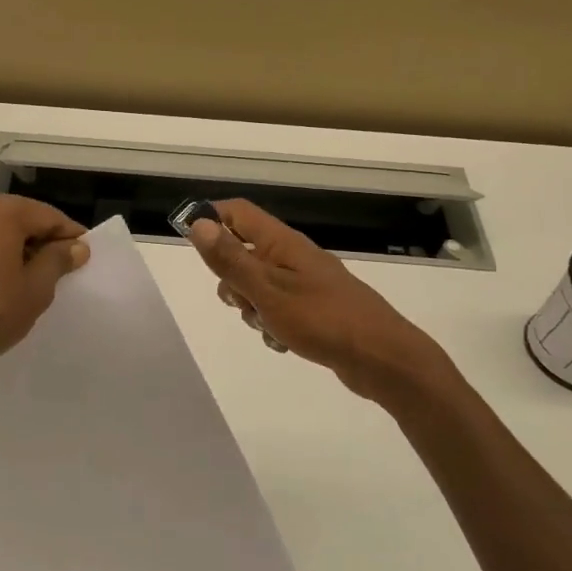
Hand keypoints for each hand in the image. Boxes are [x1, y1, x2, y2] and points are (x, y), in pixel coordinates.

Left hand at [0, 196, 89, 371]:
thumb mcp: (34, 290)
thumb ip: (58, 262)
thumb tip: (76, 246)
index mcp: (3, 211)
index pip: (50, 216)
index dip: (72, 238)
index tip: (86, 261)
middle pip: (24, 219)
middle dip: (46, 244)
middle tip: (63, 275)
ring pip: (2, 232)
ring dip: (22, 252)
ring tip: (35, 284)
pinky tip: (5, 286)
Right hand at [187, 199, 447, 398]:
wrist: (381, 358)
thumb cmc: (322, 319)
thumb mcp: (267, 291)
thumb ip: (231, 259)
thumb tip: (198, 224)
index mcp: (281, 243)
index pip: (237, 212)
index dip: (210, 219)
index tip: (189, 242)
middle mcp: (292, 256)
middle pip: (243, 252)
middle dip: (231, 279)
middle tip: (240, 301)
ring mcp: (305, 283)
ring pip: (258, 285)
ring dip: (251, 306)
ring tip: (267, 325)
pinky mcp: (314, 309)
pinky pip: (278, 309)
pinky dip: (272, 323)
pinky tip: (283, 342)